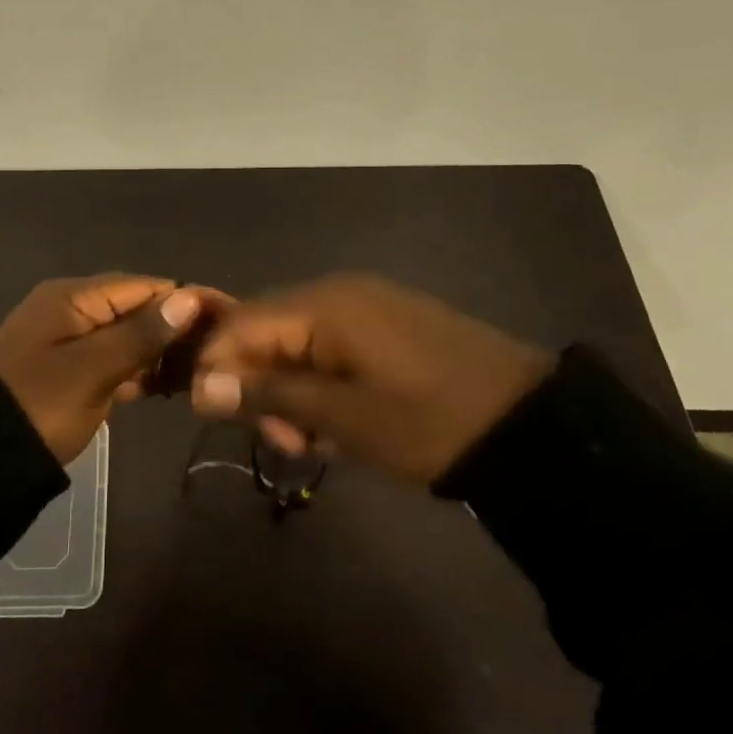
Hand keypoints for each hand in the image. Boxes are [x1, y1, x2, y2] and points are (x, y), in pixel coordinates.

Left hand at [0, 274, 205, 463]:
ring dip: (162, 351)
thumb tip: (188, 298)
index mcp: (72, 297)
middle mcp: (72, 310)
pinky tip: (172, 385)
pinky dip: (141, 371)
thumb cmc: (39, 405)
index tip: (229, 318)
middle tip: (222, 351)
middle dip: (178, 326)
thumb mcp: (92, 369)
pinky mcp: (72, 372)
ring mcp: (71, 342)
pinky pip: (115, 361)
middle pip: (137, 308)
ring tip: (205, 369)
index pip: (143, 286)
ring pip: (129, 337)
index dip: (186, 299)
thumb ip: (141, 333)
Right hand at [190, 274, 554, 484]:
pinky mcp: (388, 326)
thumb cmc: (428, 422)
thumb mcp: (343, 416)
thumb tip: (201, 387)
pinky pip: (332, 348)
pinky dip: (322, 385)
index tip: (218, 418)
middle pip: (267, 332)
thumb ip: (269, 395)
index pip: (240, 324)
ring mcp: (367, 307)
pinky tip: (341, 423)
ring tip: (316, 441)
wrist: (530, 426)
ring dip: (292, 392)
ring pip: (298, 344)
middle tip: (285, 441)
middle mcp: (339, 292)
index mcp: (324, 304)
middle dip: (260, 386)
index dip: (218, 367)